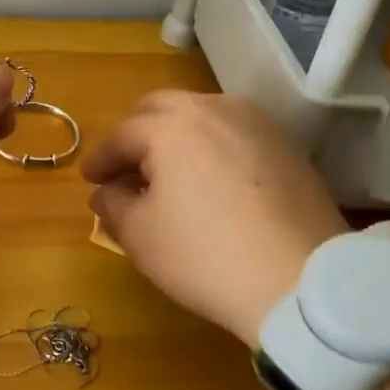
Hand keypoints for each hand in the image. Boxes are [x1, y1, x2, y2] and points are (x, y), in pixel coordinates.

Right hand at [82, 92, 347, 343]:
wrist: (300, 281)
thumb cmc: (204, 256)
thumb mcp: (140, 236)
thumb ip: (113, 204)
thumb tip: (107, 190)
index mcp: (170, 126)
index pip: (122, 135)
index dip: (101, 159)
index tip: (90, 179)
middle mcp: (213, 109)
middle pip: (161, 108)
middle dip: (137, 134)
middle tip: (127, 167)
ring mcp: (256, 122)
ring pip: (202, 114)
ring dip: (176, 135)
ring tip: (170, 171)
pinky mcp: (287, 144)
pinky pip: (235, 131)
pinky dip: (212, 145)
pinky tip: (211, 178)